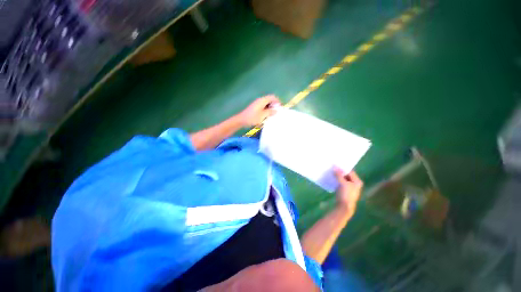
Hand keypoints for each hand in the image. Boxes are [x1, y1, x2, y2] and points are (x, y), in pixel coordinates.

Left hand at [236, 95, 280, 127]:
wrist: (241, 120)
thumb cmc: (252, 118)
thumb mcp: (263, 115)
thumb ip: (270, 112)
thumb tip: (276, 110)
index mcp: (262, 100)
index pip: (272, 97)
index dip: (278, 101)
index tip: (280, 108)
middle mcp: (260, 100)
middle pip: (270, 99)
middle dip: (274, 105)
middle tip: (277, 112)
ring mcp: (257, 104)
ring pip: (267, 103)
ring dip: (271, 108)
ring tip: (273, 114)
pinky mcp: (255, 107)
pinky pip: (263, 106)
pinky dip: (267, 109)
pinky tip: (267, 115)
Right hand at [333, 167, 362, 217]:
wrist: (344, 207)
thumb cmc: (346, 194)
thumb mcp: (343, 183)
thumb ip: (339, 175)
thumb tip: (334, 166)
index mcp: (357, 181)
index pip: (350, 171)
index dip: (343, 167)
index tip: (336, 163)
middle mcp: (355, 183)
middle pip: (346, 175)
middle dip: (340, 171)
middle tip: (333, 167)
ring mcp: (350, 187)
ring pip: (343, 178)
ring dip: (338, 175)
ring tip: (331, 171)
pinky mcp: (345, 190)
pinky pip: (340, 182)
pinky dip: (337, 180)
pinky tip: (332, 178)